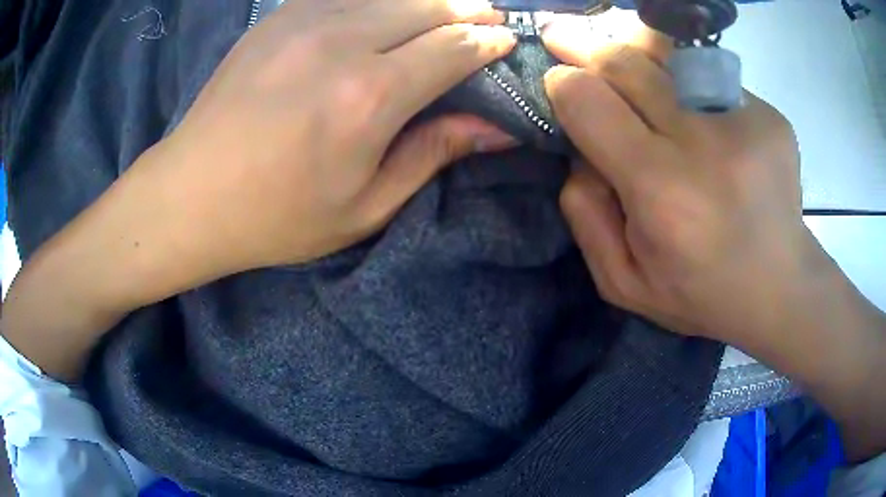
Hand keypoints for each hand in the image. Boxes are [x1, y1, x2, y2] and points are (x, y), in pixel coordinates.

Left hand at [127, 0, 516, 277]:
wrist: (190, 195)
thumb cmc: (276, 216)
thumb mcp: (364, 207)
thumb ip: (432, 154)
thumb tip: (496, 128)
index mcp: (369, 95)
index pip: (454, 47)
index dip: (489, 41)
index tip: (508, 41)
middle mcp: (342, 41)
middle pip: (428, 6)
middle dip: (469, 9)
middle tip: (491, 15)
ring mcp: (304, 20)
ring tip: (449, 8)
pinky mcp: (277, 17)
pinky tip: (388, 8)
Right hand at [540, 17, 823, 344]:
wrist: (781, 289)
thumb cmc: (702, 294)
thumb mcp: (624, 282)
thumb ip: (585, 214)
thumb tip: (579, 150)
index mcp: (661, 191)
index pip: (590, 101)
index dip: (564, 84)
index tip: (558, 82)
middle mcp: (703, 142)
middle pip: (627, 63)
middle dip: (586, 48)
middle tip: (564, 38)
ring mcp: (744, 120)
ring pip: (668, 55)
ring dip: (635, 53)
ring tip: (621, 59)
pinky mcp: (770, 115)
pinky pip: (709, 79)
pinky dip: (686, 83)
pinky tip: (690, 109)